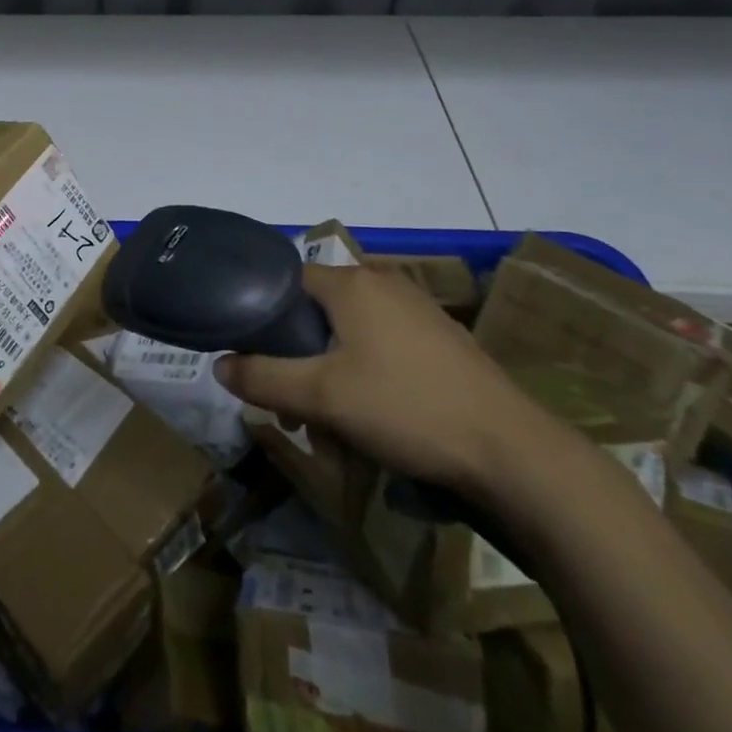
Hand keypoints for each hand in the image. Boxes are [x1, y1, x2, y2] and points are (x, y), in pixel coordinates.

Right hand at [214, 263, 543, 490]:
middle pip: (319, 311)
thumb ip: (263, 377)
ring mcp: (418, 309)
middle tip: (294, 407)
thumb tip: (220, 364)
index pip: (286, 281)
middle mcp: (383, 283)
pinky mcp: (443, 339)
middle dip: (299, 358)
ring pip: (352, 334)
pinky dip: (367, 374)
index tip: (254, 358)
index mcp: (351, 284)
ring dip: (331, 372)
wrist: (511, 451)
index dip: (263, 315)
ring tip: (333, 424)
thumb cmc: (405, 409)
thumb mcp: (321, 396)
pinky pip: (386, 346)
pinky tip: (376, 419)